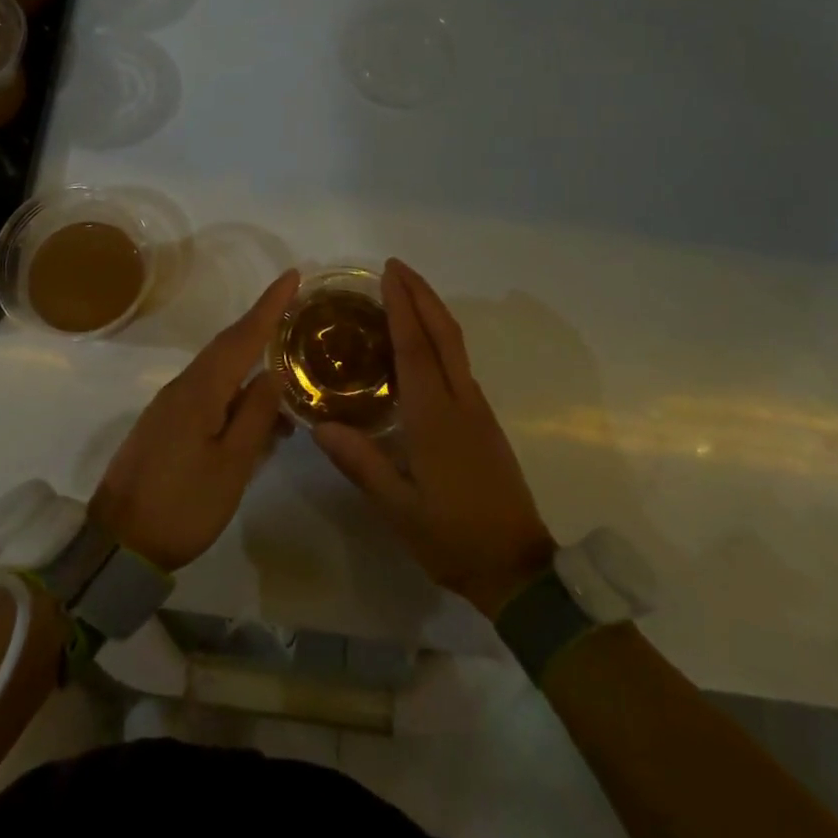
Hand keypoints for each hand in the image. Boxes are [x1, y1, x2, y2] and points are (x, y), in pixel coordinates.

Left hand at [88, 270, 298, 571]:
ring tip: (284, 362)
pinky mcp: (165, 423)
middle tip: (293, 305)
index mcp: (200, 390)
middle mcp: (183, 386)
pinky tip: (254, 409)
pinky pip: (207, 390)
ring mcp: (170, 404)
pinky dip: (234, 387)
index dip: (269, 306)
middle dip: (260, 323)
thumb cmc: (182, 505)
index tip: (292, 276)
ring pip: (218, 369)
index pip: (242, 336)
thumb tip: (273, 374)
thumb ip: (254, 416)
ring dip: (249, 358)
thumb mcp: (230, 466)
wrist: (118, 543)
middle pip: (227, 345)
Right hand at [314, 259, 555, 616]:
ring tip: (406, 293)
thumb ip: (360, 463)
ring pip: (455, 345)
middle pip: (443, 333)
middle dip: (422, 294)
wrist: (518, 569)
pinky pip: (458, 363)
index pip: (415, 347)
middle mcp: (460, 401)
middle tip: (396, 267)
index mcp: (435, 417)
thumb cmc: (453, 537)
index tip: (388, 273)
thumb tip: (318, 425)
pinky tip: (422, 344)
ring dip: (432, 311)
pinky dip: (439, 337)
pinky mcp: (484, 421)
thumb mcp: (398, 509)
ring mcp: (477, 409)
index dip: (402, 306)